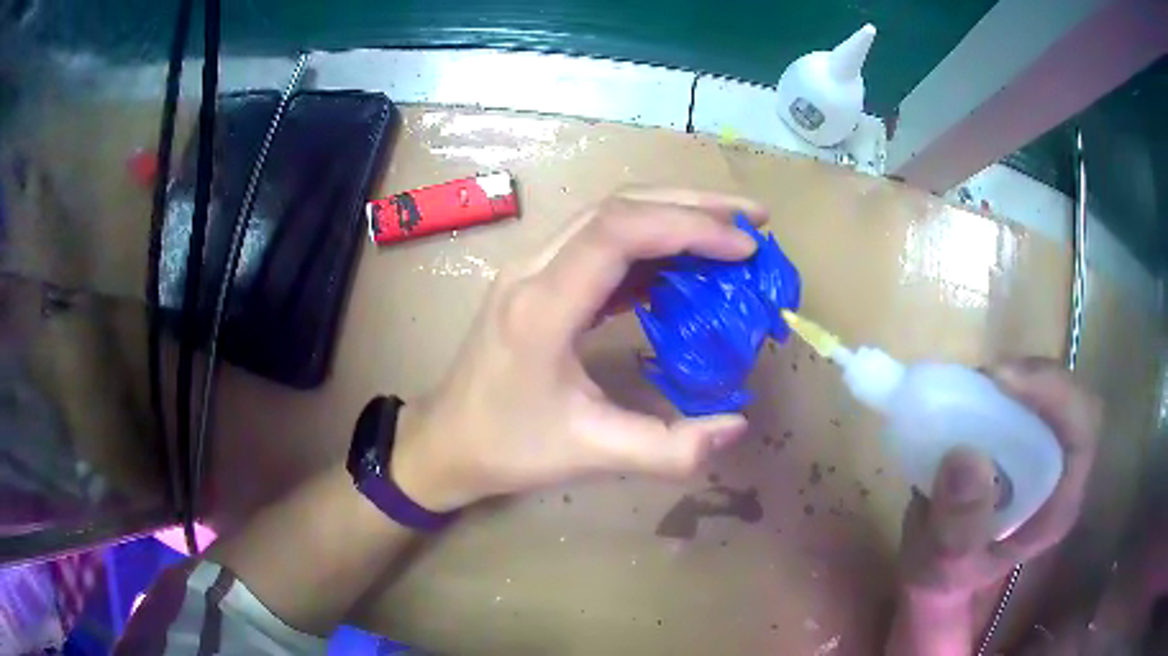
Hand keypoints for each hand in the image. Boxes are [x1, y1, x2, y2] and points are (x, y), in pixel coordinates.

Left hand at [391, 189, 768, 511]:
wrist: (445, 442)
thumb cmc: (507, 447)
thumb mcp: (590, 454)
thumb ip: (667, 449)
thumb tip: (736, 425)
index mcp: (542, 306)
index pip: (618, 232)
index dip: (688, 227)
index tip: (745, 246)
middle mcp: (533, 269)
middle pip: (617, 207)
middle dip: (693, 205)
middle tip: (754, 219)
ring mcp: (532, 269)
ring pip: (609, 216)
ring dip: (672, 216)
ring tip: (731, 233)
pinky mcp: (539, 280)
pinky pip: (600, 243)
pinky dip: (650, 244)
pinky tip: (683, 265)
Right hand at [897, 358, 1101, 600]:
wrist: (938, 571)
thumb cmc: (945, 577)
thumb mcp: (943, 566)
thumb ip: (957, 527)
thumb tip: (967, 457)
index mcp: (1058, 505)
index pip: (1082, 431)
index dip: (1054, 395)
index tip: (1001, 382)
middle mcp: (1060, 471)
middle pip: (1071, 399)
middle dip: (1032, 379)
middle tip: (984, 381)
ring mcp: (1044, 451)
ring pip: (1050, 391)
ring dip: (1016, 379)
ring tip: (974, 388)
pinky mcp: (1024, 438)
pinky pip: (1025, 396)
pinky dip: (1002, 387)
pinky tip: (974, 396)